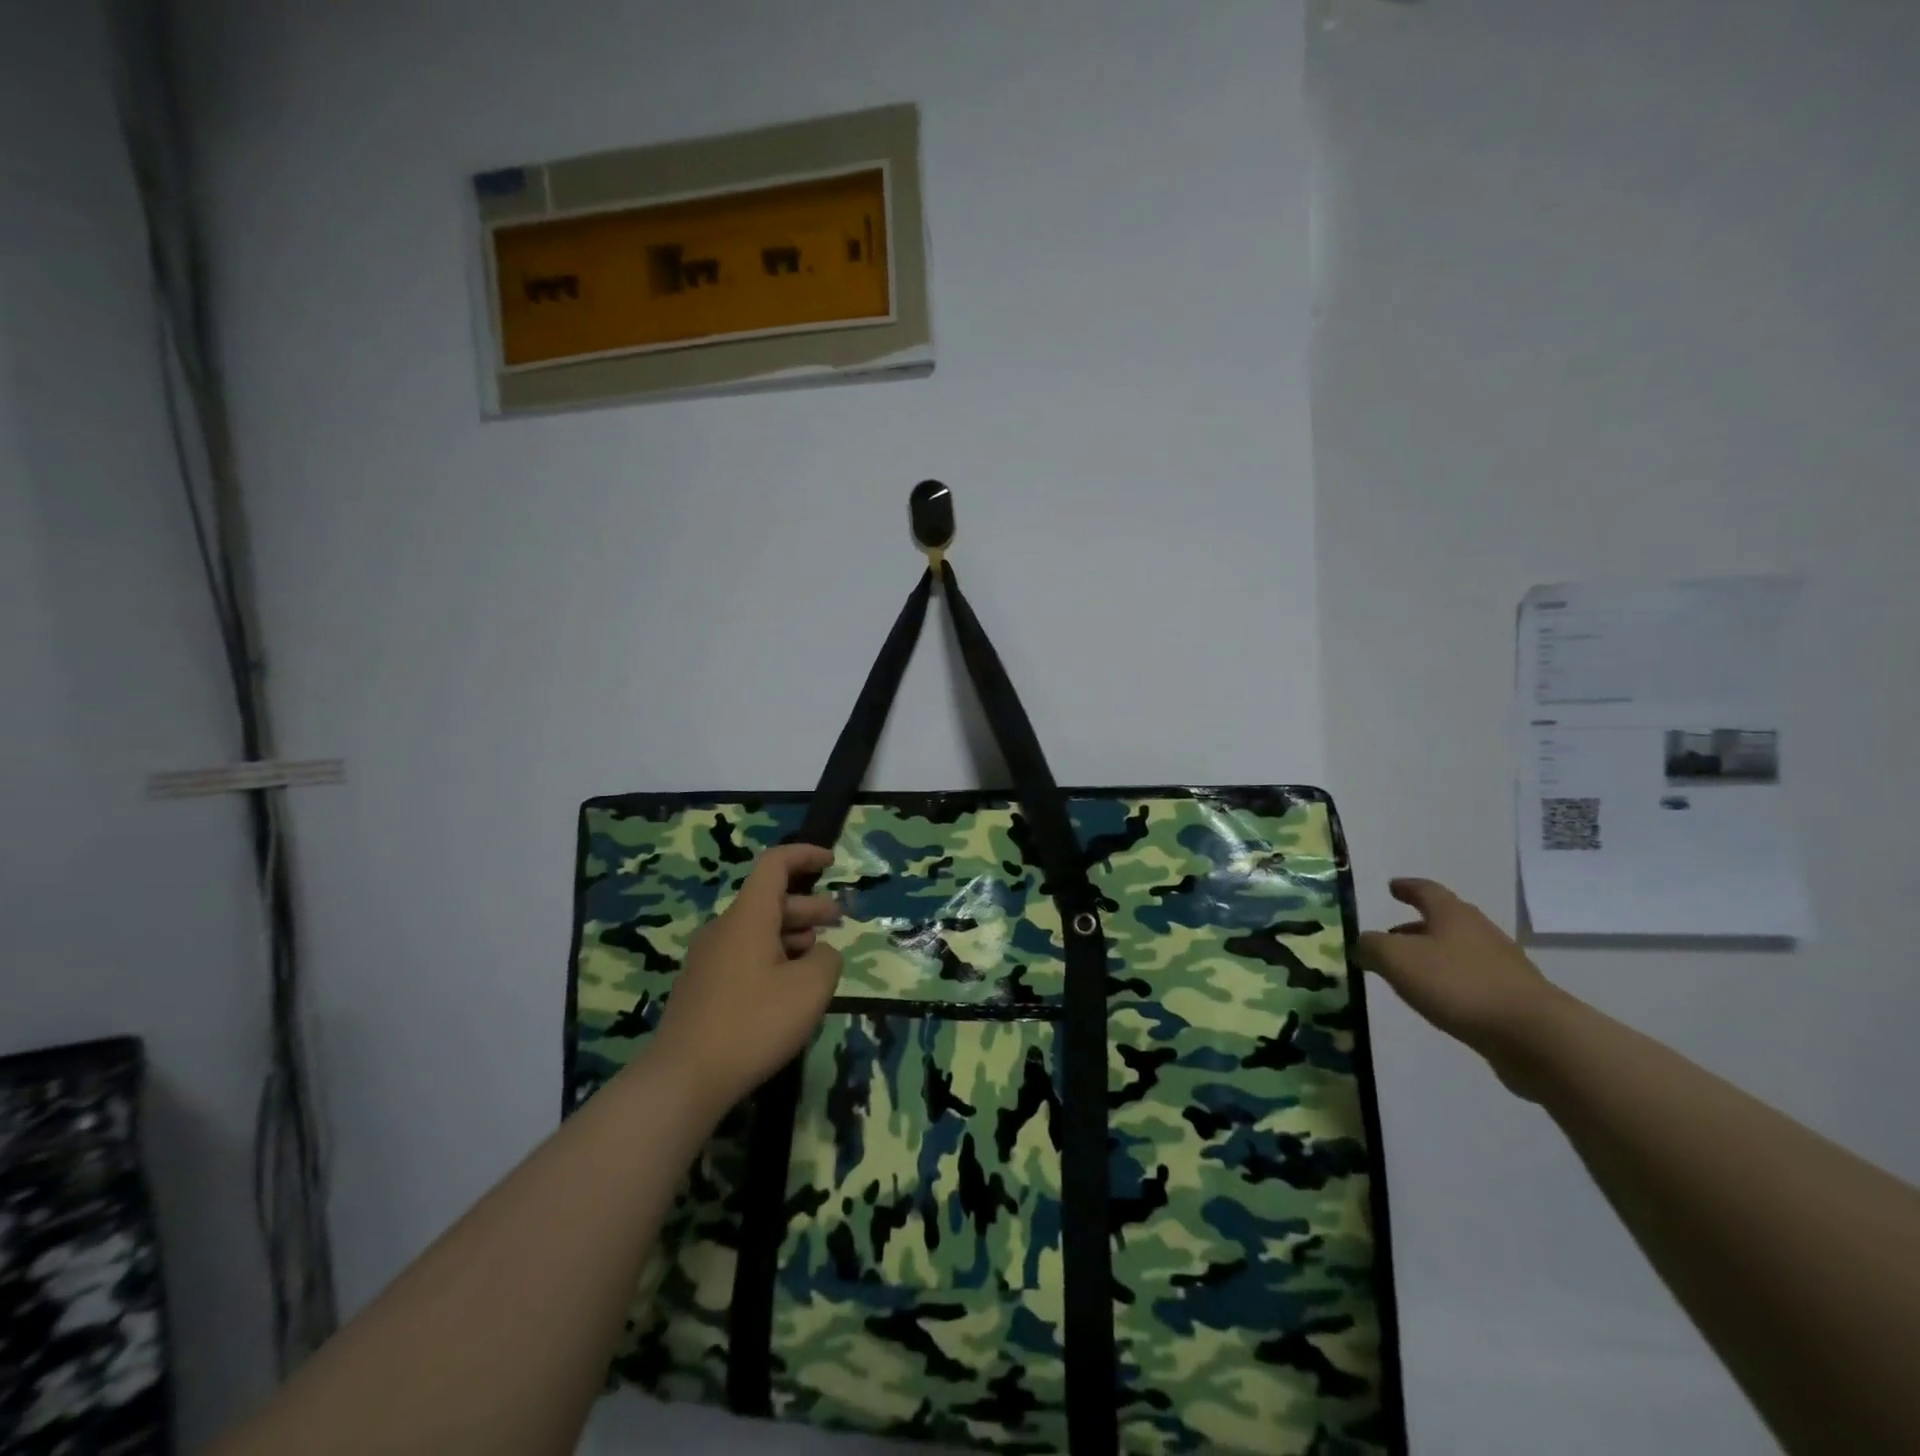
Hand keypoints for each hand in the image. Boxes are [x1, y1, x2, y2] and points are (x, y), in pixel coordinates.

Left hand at [648, 843, 843, 1114]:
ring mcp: (707, 960)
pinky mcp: (701, 989)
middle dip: (808, 906)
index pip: (775, 865)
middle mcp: (724, 929)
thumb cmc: (753, 1023)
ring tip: (818, 960)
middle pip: (769, 901)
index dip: (805, 855)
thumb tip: (820, 954)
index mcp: (748, 917)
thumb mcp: (810, 988)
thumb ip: (827, 959)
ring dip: (791, 936)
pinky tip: (787, 991)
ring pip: (757, 932)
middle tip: (838, 921)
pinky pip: (743, 957)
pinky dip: (772, 959)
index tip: (831, 862)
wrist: (683, 1079)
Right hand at [1356, 878, 1567, 1096]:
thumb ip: (1372, 947)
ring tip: (1410, 972)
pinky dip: (1452, 981)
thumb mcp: (1397, 960)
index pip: (1426, 891)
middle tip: (1392, 935)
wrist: (1534, 1036)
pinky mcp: (1514, 998)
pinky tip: (1440, 1000)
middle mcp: (1480, 933)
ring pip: (1460, 951)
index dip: (1407, 887)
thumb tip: (1362, 945)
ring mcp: (1503, 966)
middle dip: (1417, 925)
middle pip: (1446, 920)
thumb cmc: (1459, 985)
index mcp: (1453, 916)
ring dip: (1434, 955)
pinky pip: (1473, 980)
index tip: (1392, 887)